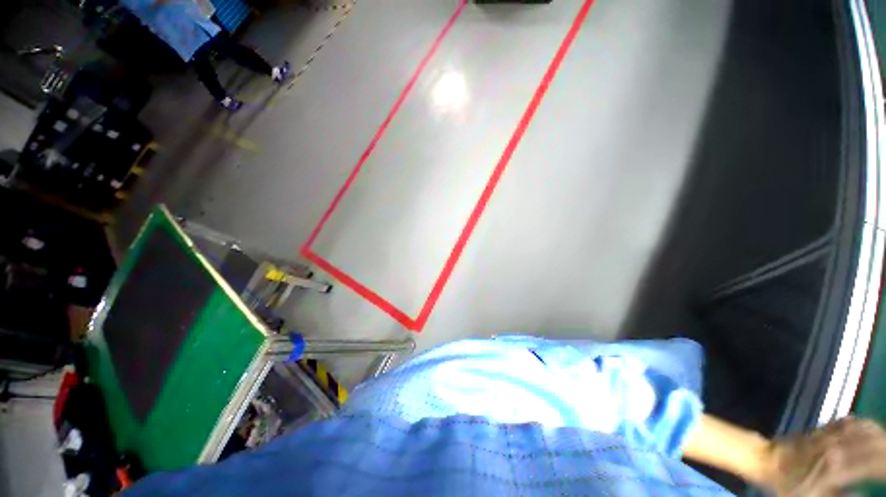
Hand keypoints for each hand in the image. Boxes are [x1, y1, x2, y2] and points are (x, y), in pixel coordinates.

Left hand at [767, 417, 885, 495]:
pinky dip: (868, 426)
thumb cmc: (788, 485)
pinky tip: (874, 431)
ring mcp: (830, 435)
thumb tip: (864, 495)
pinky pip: (852, 422)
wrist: (766, 460)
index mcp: (837, 468)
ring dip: (881, 437)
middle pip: (875, 445)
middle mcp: (838, 447)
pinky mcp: (824, 428)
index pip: (874, 466)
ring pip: (866, 430)